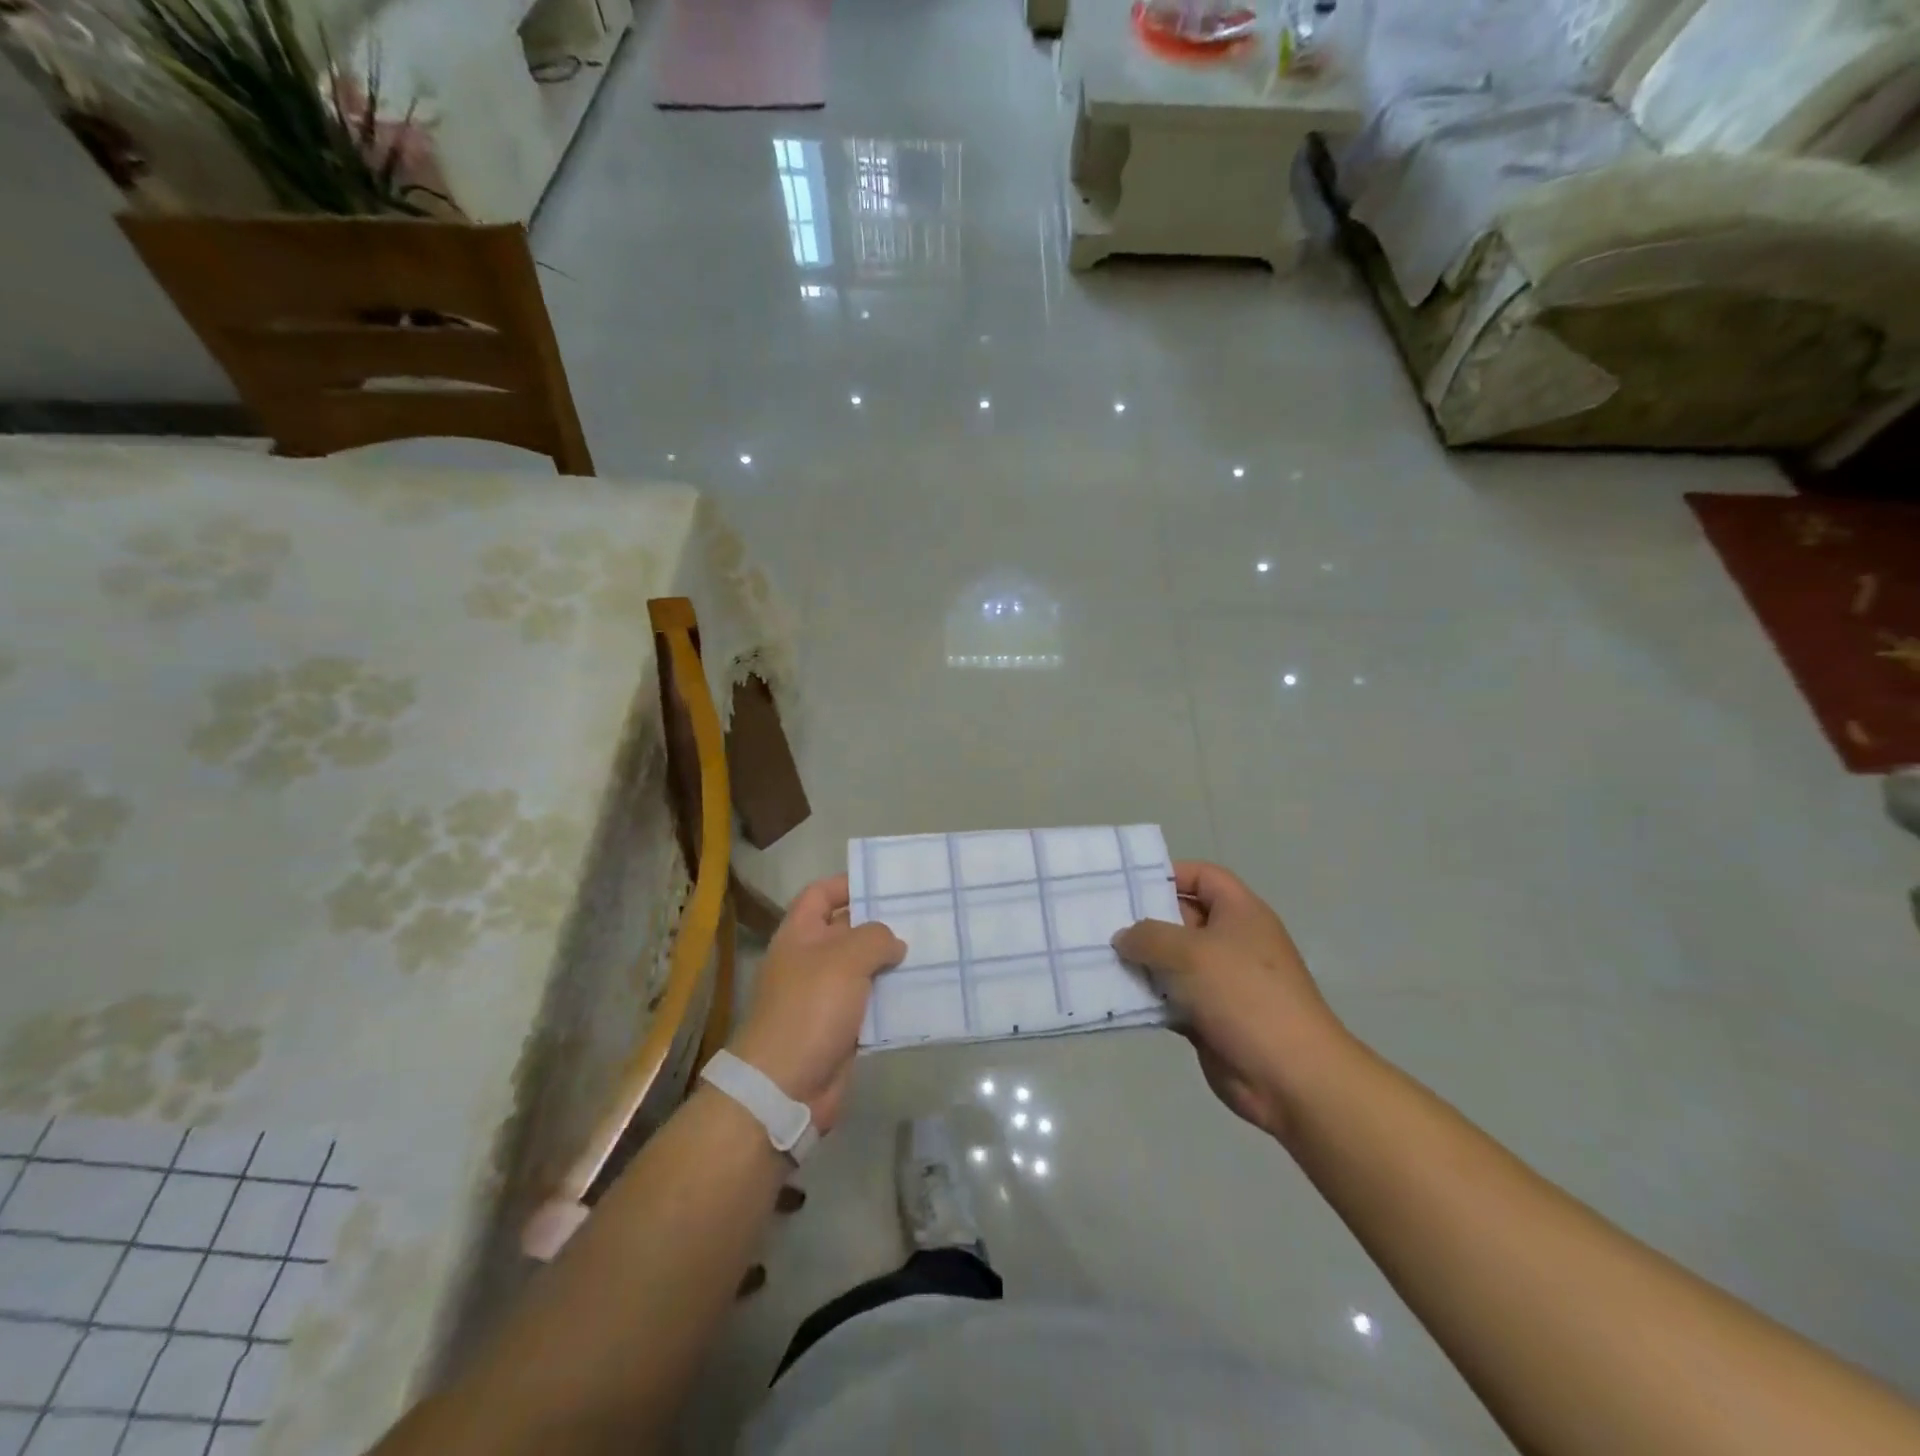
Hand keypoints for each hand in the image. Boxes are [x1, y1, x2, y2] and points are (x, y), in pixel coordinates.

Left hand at [729, 874, 904, 1132]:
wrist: (785, 1087)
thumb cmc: (810, 1009)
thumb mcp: (845, 959)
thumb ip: (875, 938)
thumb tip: (893, 943)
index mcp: (799, 935)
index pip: (820, 894)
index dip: (847, 884)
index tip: (885, 883)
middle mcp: (811, 960)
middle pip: (847, 930)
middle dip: (880, 923)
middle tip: (923, 914)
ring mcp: (825, 996)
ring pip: (864, 969)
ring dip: (892, 962)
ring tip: (932, 948)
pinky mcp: (841, 1028)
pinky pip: (871, 1003)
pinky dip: (893, 997)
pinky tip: (924, 990)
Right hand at [1113, 862, 1350, 1140]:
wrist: (1289, 1076)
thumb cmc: (1243, 995)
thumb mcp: (1190, 952)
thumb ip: (1148, 936)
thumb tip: (1124, 938)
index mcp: (1240, 913)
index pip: (1203, 876)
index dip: (1169, 874)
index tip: (1128, 884)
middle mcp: (1232, 941)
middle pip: (1182, 917)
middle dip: (1144, 920)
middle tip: (1101, 921)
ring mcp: (1221, 981)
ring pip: (1172, 961)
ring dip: (1141, 962)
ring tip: (1098, 958)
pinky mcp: (1210, 1017)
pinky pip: (1171, 997)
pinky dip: (1148, 997)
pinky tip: (1115, 996)